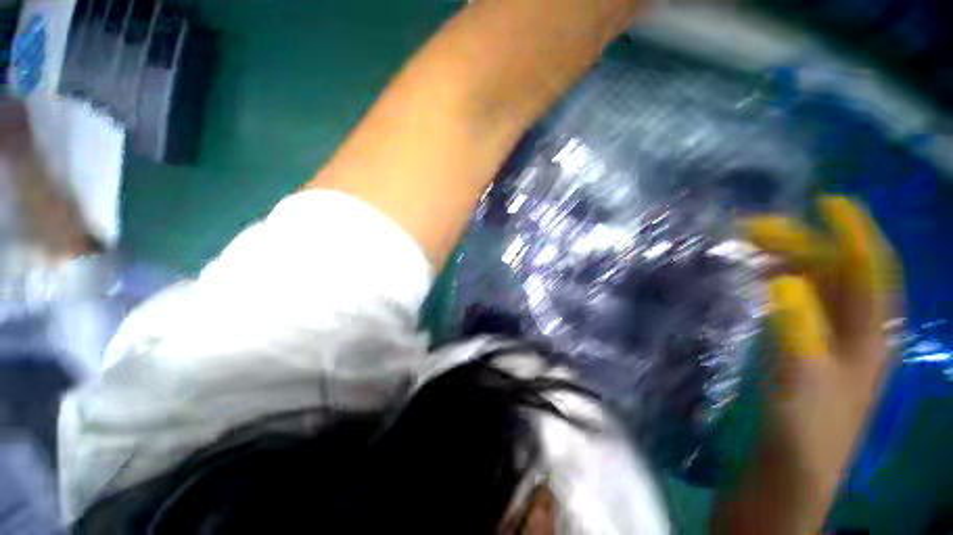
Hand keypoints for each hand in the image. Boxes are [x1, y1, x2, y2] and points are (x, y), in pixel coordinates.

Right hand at [715, 196, 900, 533]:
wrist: (787, 477)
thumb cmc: (802, 435)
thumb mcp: (803, 384)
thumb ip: (799, 331)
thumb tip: (784, 280)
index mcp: (866, 339)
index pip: (871, 270)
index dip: (853, 232)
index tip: (826, 201)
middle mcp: (854, 334)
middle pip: (837, 273)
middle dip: (803, 242)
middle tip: (754, 227)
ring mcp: (828, 345)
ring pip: (815, 287)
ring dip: (787, 260)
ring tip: (749, 246)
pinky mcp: (803, 355)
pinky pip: (796, 305)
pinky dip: (777, 284)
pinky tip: (754, 280)